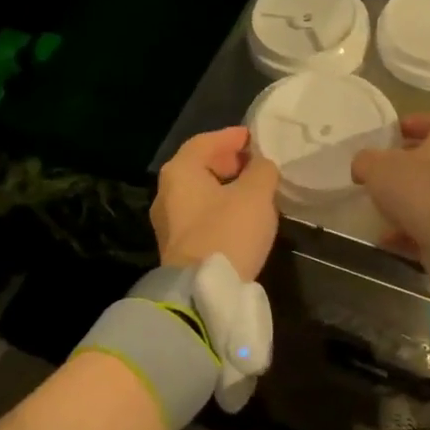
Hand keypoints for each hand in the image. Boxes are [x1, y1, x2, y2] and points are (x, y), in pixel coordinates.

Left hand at [152, 126, 280, 281]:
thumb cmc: (228, 232)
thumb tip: (262, 164)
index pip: (205, 142)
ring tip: (255, 190)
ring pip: (201, 193)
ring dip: (226, 188)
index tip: (254, 138)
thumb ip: (262, 170)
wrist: (203, 291)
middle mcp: (167, 193)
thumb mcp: (256, 195)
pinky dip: (221, 208)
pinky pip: (201, 216)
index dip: (231, 137)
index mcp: (180, 172)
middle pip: (199, 167)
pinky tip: (242, 216)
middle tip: (257, 163)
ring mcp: (169, 222)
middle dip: (229, 162)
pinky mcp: (178, 247)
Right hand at [351, 112, 429, 289]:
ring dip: (407, 201)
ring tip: (381, 209)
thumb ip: (366, 161)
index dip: (413, 124)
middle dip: (407, 166)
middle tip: (382, 173)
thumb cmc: (420, 186)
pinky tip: (388, 238)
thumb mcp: (379, 167)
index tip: (393, 134)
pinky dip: (412, 230)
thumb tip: (363, 166)